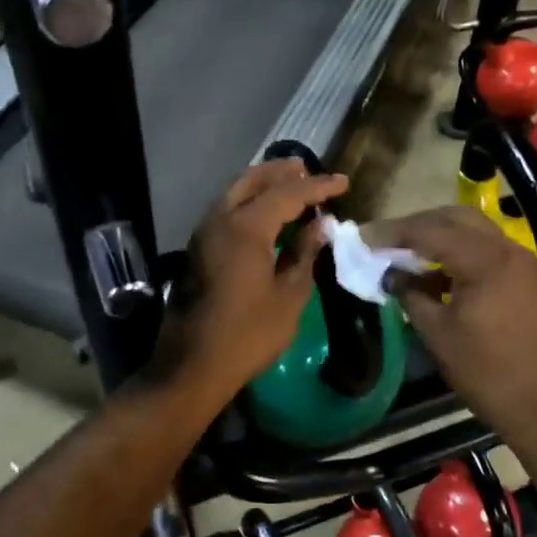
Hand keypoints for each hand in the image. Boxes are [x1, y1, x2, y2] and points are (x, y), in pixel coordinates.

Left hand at [152, 159, 347, 398]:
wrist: (193, 365)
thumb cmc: (249, 333)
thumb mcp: (289, 296)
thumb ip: (306, 254)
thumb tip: (321, 226)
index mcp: (246, 227)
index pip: (288, 194)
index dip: (318, 186)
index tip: (343, 182)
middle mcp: (220, 219)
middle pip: (253, 181)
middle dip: (282, 173)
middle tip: (309, 172)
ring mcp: (204, 233)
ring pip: (235, 193)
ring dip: (263, 186)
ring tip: (291, 188)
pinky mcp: (198, 250)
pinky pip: (226, 211)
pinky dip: (249, 204)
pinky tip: (267, 217)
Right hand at [366, 206, 536, 452]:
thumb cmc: (487, 372)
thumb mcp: (438, 334)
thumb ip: (410, 295)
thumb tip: (391, 275)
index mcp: (484, 260)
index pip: (429, 231)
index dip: (392, 232)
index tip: (362, 237)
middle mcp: (507, 250)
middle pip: (455, 218)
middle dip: (417, 225)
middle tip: (385, 240)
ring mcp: (522, 263)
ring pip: (473, 231)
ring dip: (439, 236)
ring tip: (405, 255)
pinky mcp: (527, 279)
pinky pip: (487, 251)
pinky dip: (459, 253)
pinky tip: (435, 275)